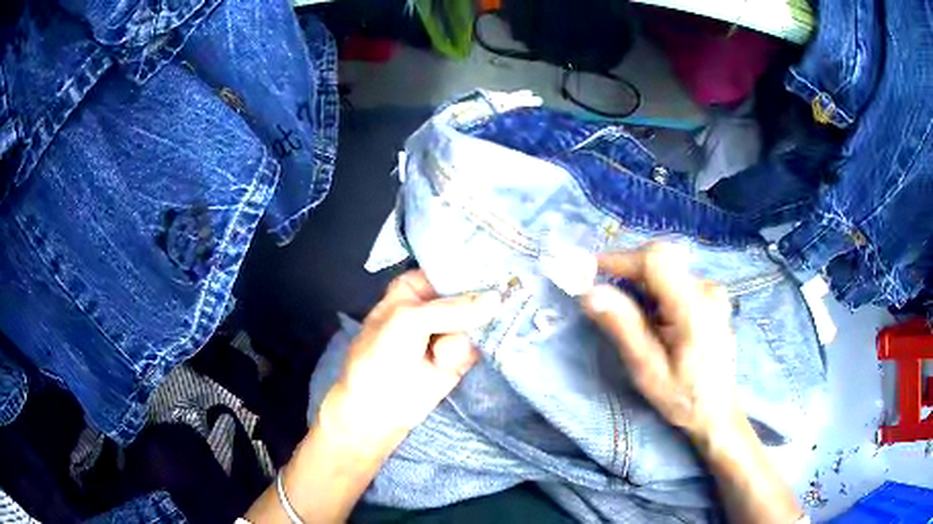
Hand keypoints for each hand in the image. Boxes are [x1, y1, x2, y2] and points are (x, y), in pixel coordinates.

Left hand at [320, 270, 501, 454]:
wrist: (378, 408)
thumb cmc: (381, 355)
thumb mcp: (410, 320)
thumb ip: (454, 308)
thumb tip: (497, 299)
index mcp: (415, 286)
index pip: (451, 268)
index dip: (474, 266)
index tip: (502, 262)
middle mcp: (435, 305)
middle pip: (471, 293)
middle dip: (481, 299)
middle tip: (493, 302)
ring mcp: (449, 331)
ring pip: (478, 320)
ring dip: (463, 336)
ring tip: (438, 354)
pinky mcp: (460, 356)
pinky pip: (478, 345)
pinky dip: (467, 352)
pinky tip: (447, 362)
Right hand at [581, 243, 739, 441]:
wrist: (719, 408)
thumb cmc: (683, 397)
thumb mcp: (648, 370)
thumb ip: (624, 328)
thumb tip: (590, 293)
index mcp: (695, 308)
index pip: (656, 261)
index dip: (620, 259)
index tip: (589, 271)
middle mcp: (707, 289)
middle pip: (660, 260)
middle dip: (627, 271)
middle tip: (603, 297)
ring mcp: (712, 290)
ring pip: (666, 268)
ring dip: (640, 283)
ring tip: (630, 316)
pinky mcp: (710, 295)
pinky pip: (675, 278)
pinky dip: (654, 289)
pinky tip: (652, 318)